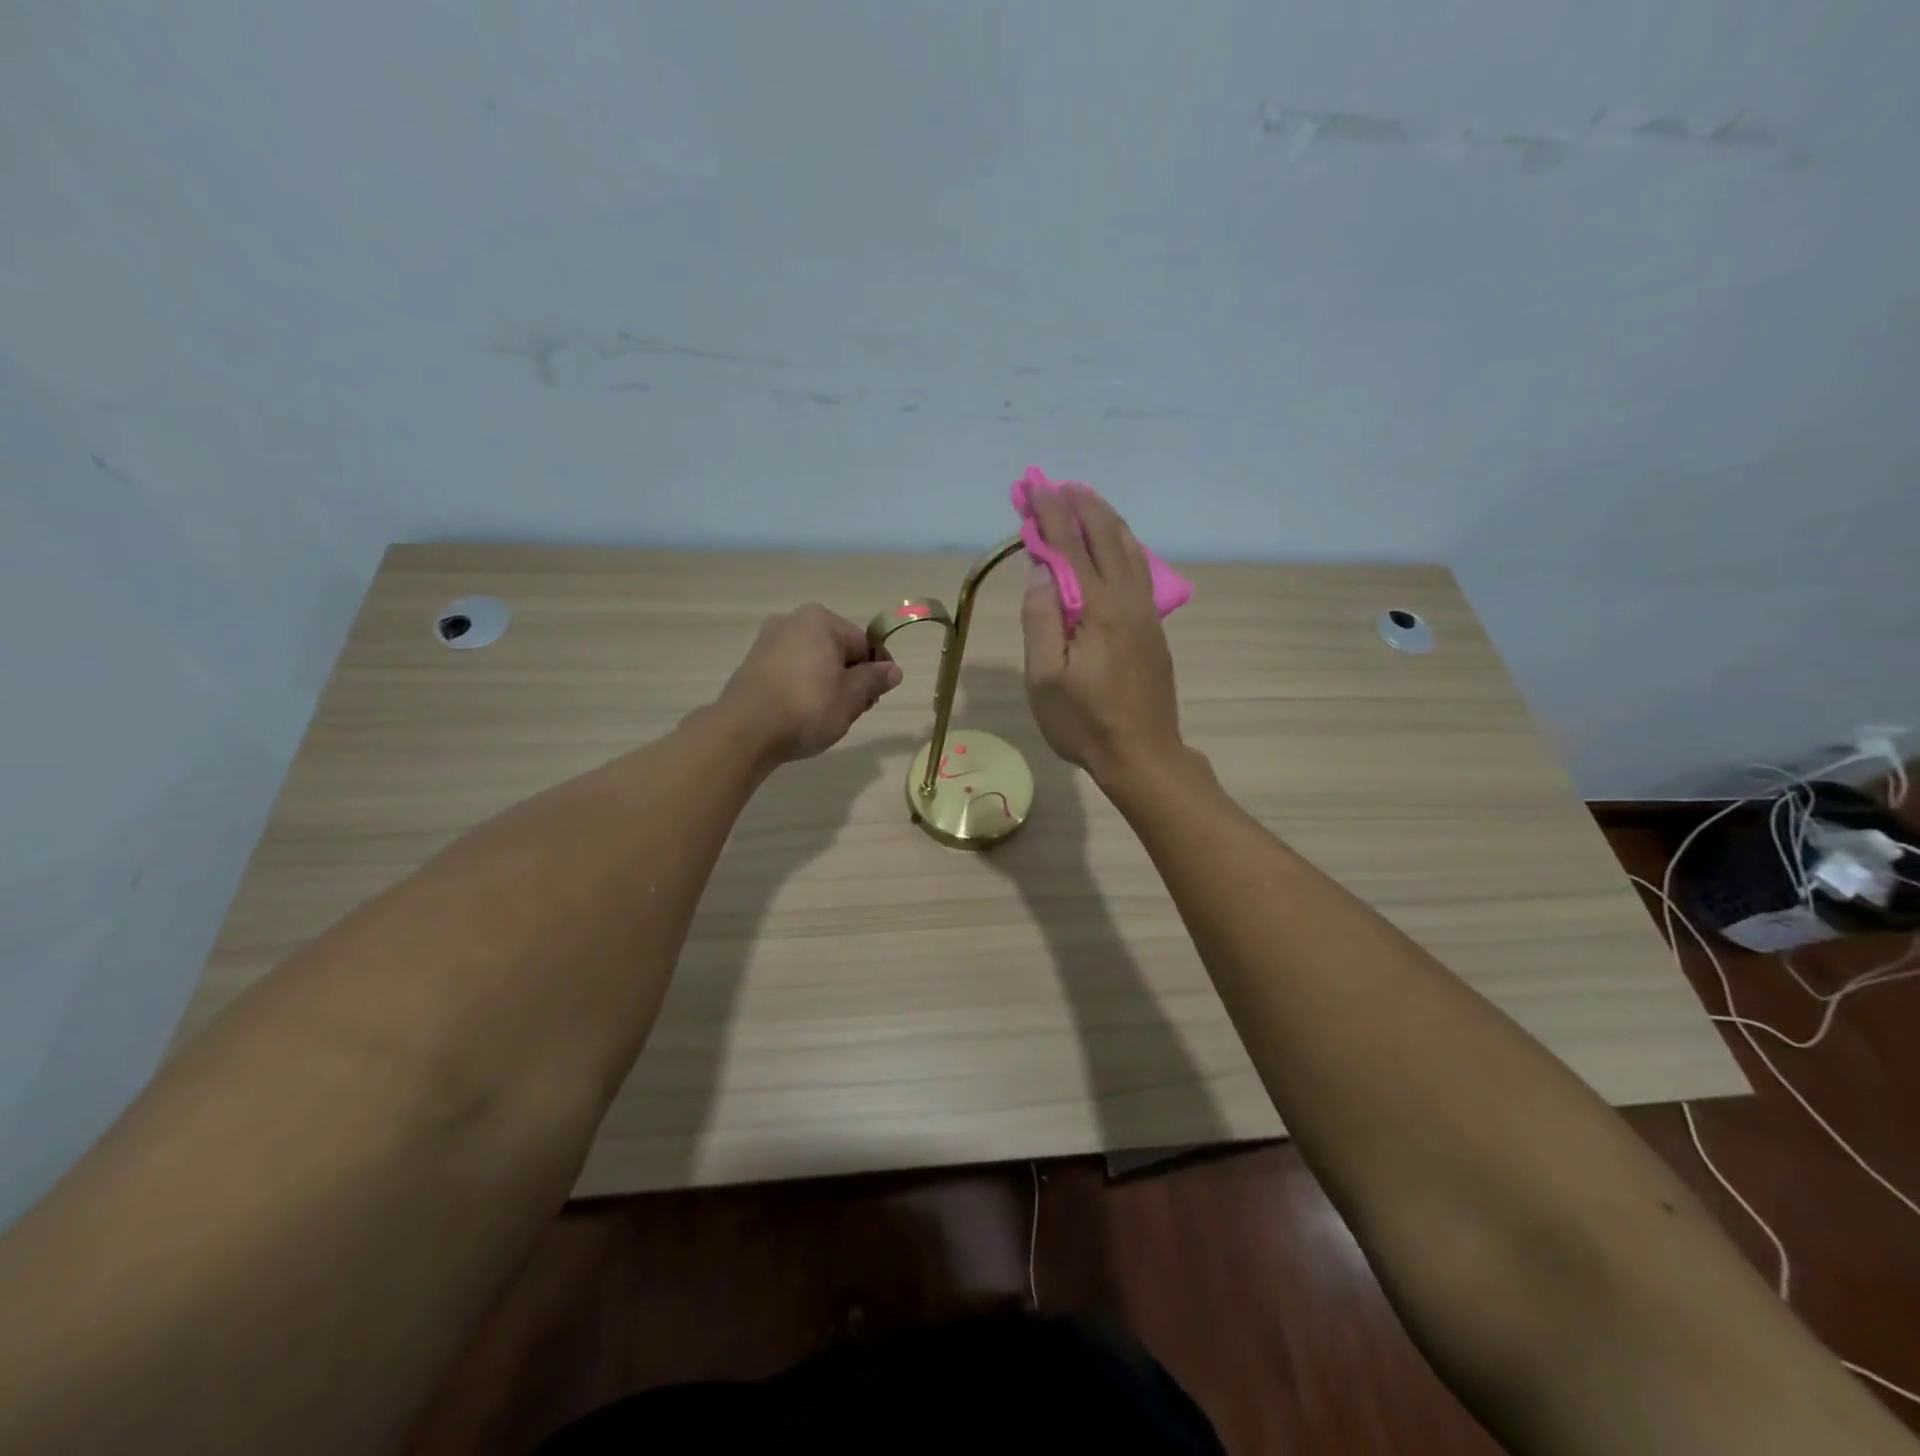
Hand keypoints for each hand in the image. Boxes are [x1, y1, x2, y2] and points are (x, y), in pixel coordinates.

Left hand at [716, 604, 903, 764]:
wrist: (746, 731)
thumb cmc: (808, 707)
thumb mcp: (852, 696)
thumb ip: (874, 680)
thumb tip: (893, 670)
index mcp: (820, 620)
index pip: (864, 643)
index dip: (877, 670)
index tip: (878, 697)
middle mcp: (792, 621)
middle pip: (837, 650)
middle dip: (851, 677)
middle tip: (855, 710)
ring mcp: (767, 642)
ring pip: (813, 662)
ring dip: (827, 684)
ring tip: (828, 716)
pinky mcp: (752, 665)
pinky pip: (790, 672)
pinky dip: (802, 688)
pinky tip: (802, 714)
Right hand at [1021, 485, 1182, 784]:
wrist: (1143, 755)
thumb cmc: (1084, 723)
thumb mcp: (1045, 678)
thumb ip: (1041, 619)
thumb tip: (1041, 571)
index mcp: (1099, 609)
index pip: (1070, 549)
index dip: (1049, 516)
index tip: (1034, 487)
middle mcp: (1128, 601)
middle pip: (1107, 538)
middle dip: (1080, 507)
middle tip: (1058, 485)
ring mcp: (1147, 614)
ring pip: (1130, 551)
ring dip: (1106, 521)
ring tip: (1086, 501)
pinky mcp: (1154, 629)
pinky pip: (1139, 570)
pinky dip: (1123, 545)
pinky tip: (1116, 545)